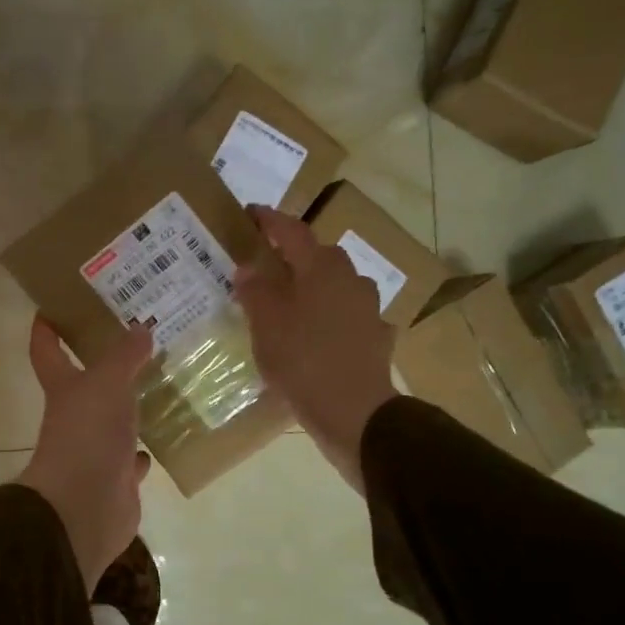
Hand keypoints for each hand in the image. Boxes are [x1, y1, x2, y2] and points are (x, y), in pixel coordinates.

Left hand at [16, 318, 155, 588]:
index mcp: (63, 388)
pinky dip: (140, 451)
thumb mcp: (108, 383)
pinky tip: (158, 440)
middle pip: (84, 385)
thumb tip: (140, 327)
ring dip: (128, 407)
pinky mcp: (116, 480)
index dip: (46, 328)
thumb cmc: (88, 434)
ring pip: (112, 421)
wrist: (85, 507)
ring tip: (157, 384)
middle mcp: (74, 417)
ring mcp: (94, 450)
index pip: (46, 350)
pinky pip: (129, 459)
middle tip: (135, 339)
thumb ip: (124, 355)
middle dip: (103, 365)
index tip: (51, 306)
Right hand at [235, 205, 396, 490]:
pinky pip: (346, 317)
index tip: (250, 212)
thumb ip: (256, 290)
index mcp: (322, 268)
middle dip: (292, 256)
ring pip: (335, 287)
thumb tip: (248, 267)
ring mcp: (368, 309)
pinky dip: (327, 318)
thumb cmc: (303, 360)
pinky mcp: (375, 338)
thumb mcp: (266, 324)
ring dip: (312, 288)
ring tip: (288, 303)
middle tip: (265, 263)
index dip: (270, 220)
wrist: (354, 412)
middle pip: (318, 257)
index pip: (292, 231)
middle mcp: (350, 280)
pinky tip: (314, 335)